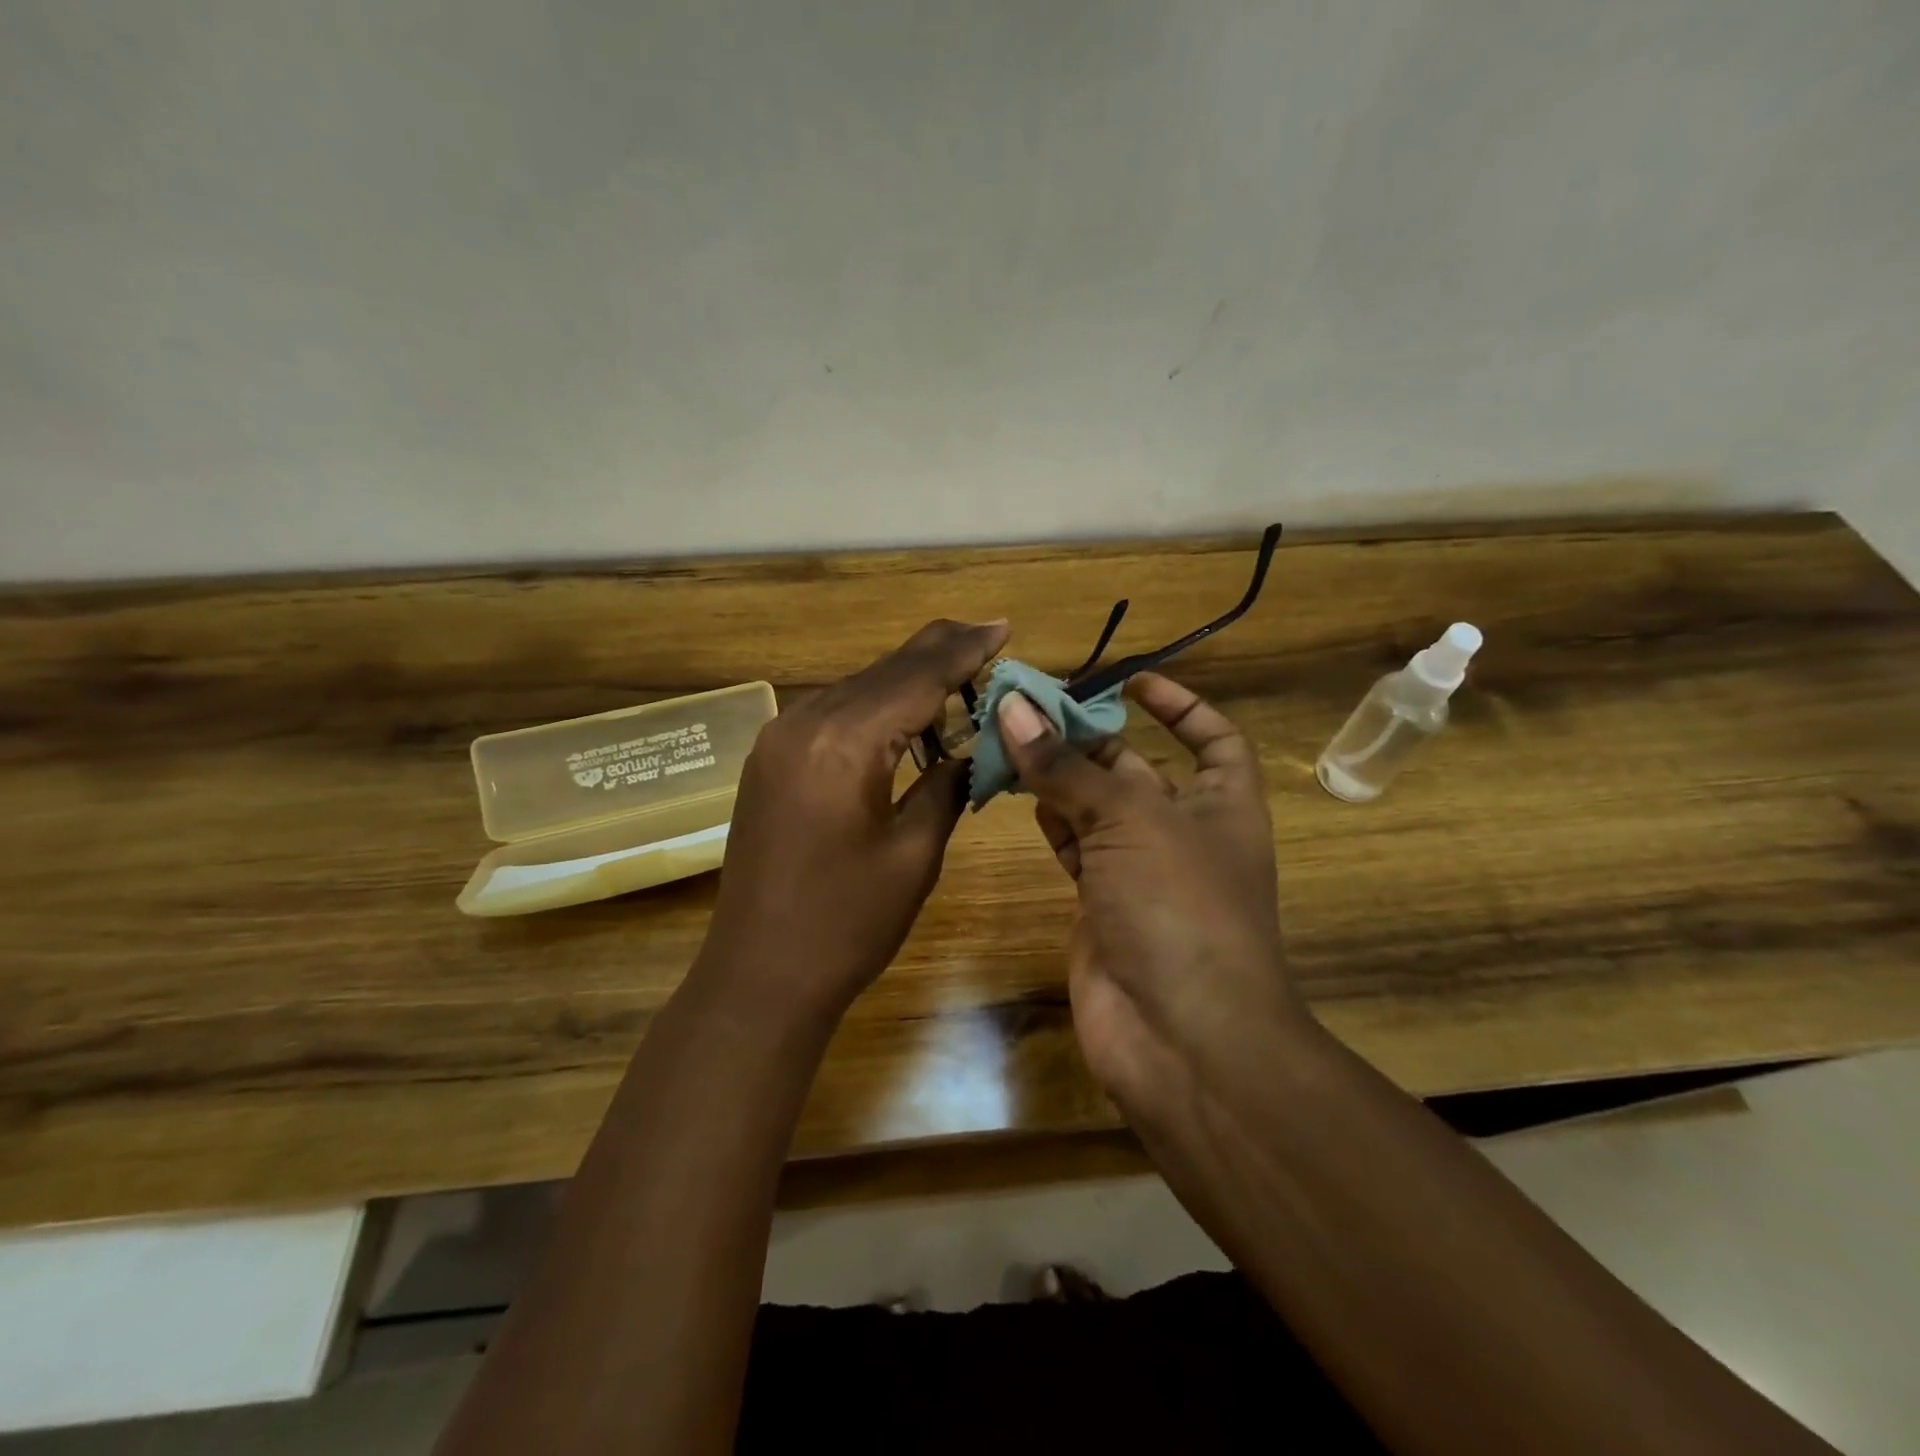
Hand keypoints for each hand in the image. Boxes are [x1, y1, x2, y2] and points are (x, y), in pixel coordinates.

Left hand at [699, 619, 1009, 1014]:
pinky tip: (904, 715)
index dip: (963, 651)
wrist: (759, 975)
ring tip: (957, 672)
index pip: (915, 678)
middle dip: (936, 653)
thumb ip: (946, 787)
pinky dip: (873, 707)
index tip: (1001, 627)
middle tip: (986, 636)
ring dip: (905, 680)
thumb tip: (970, 752)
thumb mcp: (914, 854)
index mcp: (843, 744)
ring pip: (856, 688)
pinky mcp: (770, 759)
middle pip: (883, 671)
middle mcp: (803, 724)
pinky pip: (832, 714)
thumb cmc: (847, 924)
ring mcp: (778, 739)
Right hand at [995, 673, 1310, 1119]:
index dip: (1179, 705)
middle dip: (1089, 736)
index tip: (1132, 680)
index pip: (1212, 738)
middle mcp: (1184, 833)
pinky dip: (1049, 820)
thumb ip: (1067, 766)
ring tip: (1009, 740)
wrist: (1181, 1038)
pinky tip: (1019, 794)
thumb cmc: (1179, 907)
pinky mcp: (1101, 905)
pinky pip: (1074, 848)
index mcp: (1223, 803)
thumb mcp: (1130, 820)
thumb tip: (1014, 708)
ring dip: (1058, 776)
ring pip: (1095, 808)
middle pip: (1136, 767)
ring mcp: (1141, 872)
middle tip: (1029, 707)